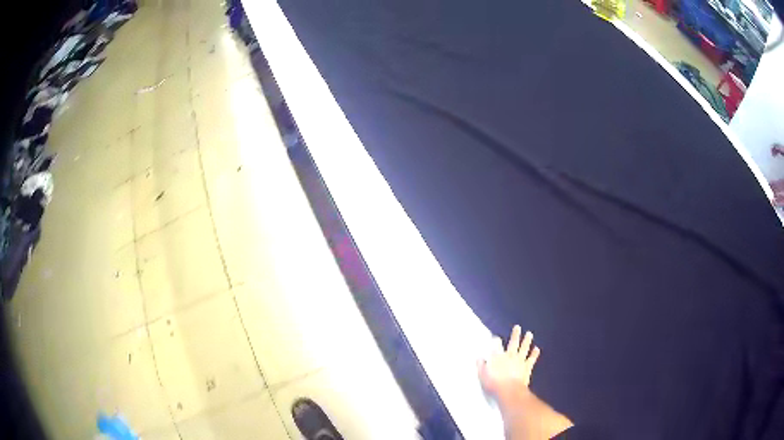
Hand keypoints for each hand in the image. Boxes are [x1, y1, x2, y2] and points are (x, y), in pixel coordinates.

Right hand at [478, 325, 539, 399]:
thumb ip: (481, 366)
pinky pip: (531, 359)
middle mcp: (510, 356)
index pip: (496, 346)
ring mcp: (520, 361)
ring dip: (527, 341)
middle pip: (513, 343)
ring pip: (524, 348)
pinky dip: (534, 354)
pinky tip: (537, 349)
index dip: (496, 340)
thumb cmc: (494, 384)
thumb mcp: (483, 375)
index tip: (496, 337)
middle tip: (518, 327)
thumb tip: (479, 358)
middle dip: (515, 335)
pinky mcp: (527, 367)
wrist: (509, 391)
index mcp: (498, 357)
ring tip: (529, 334)